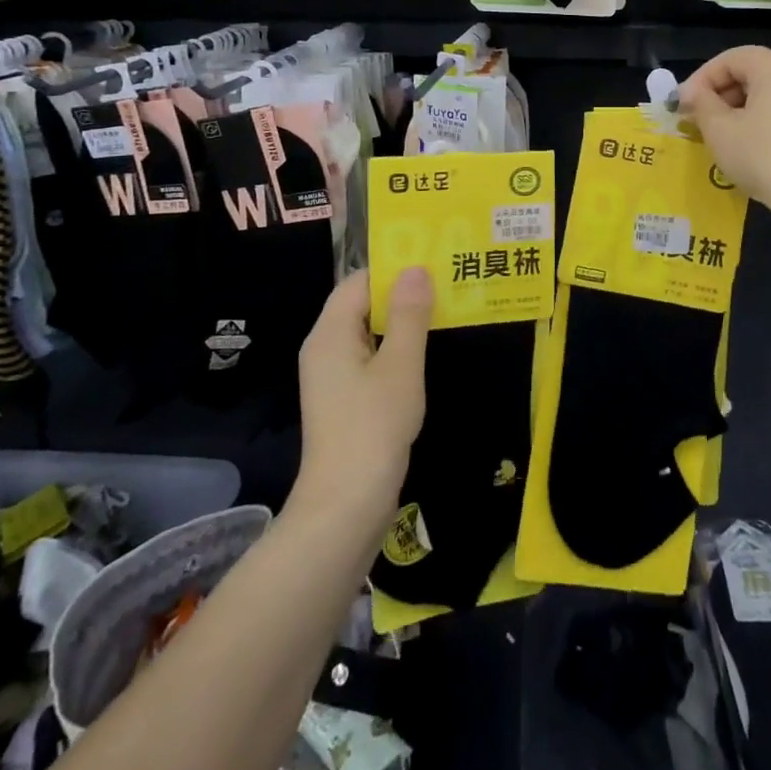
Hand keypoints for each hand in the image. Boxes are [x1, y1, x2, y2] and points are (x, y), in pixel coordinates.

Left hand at [293, 268, 432, 533]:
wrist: (345, 508)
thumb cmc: (373, 428)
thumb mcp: (400, 366)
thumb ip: (408, 315)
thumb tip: (415, 269)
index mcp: (329, 333)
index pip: (359, 281)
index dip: (393, 269)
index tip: (433, 262)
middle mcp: (324, 348)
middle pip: (361, 304)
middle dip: (401, 293)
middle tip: (446, 283)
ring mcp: (332, 376)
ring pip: (368, 332)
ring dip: (401, 322)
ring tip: (444, 310)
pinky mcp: (344, 400)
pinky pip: (369, 358)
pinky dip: (395, 349)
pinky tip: (425, 351)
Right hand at [678, 47, 770, 221]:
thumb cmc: (764, 156)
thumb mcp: (720, 130)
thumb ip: (701, 104)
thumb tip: (692, 95)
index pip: (729, 59)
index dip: (699, 80)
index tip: (680, 106)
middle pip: (751, 74)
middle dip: (718, 96)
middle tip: (696, 122)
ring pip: (768, 96)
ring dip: (738, 112)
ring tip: (719, 138)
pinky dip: (761, 124)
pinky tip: (749, 150)